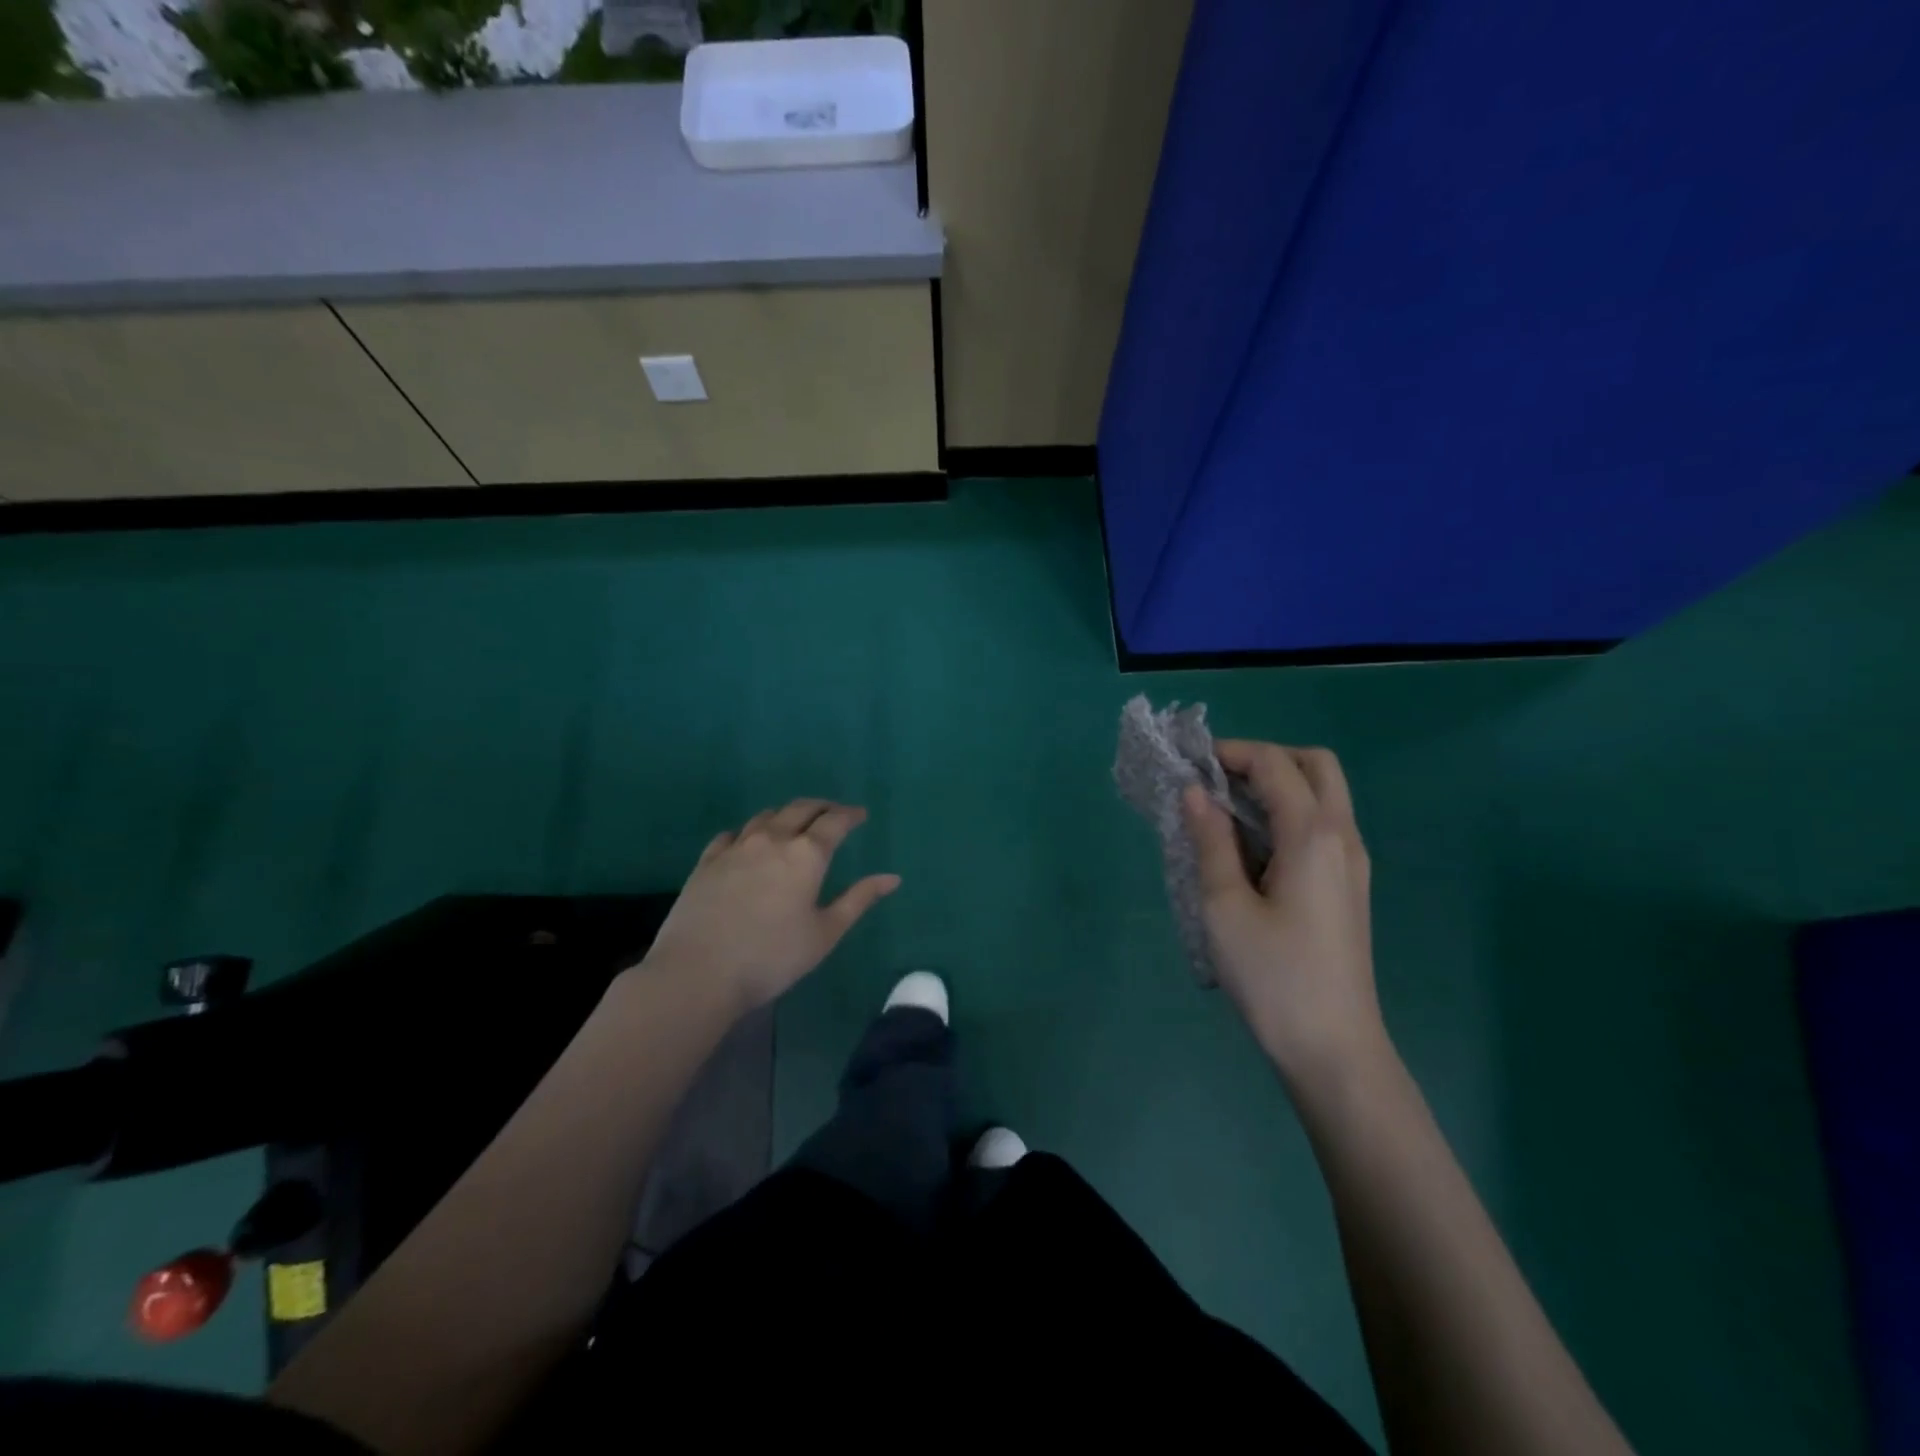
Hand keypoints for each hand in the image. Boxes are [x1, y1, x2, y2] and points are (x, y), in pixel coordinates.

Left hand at [643, 800, 900, 1014]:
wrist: (698, 972)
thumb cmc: (772, 957)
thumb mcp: (825, 933)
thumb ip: (858, 900)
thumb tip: (892, 878)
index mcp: (806, 855)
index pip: (834, 822)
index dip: (850, 815)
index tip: (860, 815)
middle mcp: (772, 839)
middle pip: (800, 809)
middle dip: (821, 807)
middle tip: (834, 812)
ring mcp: (736, 847)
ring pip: (765, 816)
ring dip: (786, 815)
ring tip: (794, 823)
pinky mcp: (707, 861)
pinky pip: (732, 834)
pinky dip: (749, 831)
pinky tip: (748, 841)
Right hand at [1182, 741, 1388, 1088]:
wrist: (1333, 1047)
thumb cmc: (1273, 976)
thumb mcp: (1224, 906)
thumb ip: (1210, 841)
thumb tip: (1196, 792)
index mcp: (1313, 835)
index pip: (1275, 764)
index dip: (1232, 753)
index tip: (1191, 764)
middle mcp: (1343, 837)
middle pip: (1315, 765)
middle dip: (1265, 759)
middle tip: (1220, 781)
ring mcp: (1353, 862)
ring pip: (1324, 794)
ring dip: (1278, 785)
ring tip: (1227, 812)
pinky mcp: (1349, 886)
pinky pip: (1323, 824)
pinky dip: (1289, 813)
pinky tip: (1252, 847)